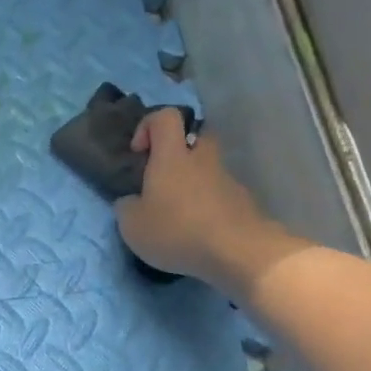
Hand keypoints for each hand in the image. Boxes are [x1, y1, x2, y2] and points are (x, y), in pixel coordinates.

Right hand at [114, 109, 305, 292]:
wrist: (239, 253)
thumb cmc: (178, 231)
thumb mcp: (132, 226)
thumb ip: (126, 207)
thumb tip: (131, 201)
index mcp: (173, 157)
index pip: (165, 116)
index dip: (149, 126)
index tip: (139, 153)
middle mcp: (203, 160)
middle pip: (195, 136)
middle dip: (178, 150)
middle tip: (162, 178)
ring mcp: (227, 180)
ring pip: (208, 168)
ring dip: (192, 183)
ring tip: (177, 217)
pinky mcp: (243, 203)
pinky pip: (220, 194)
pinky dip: (207, 206)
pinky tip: (198, 233)